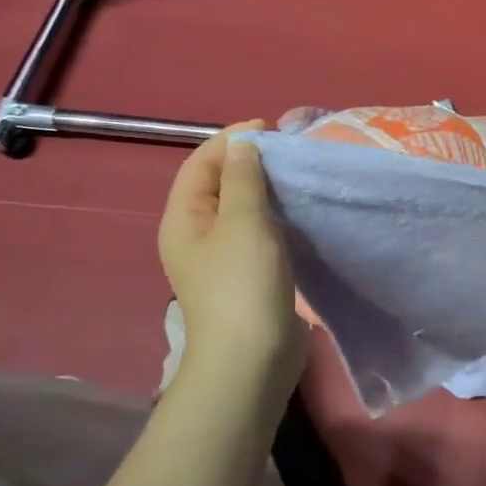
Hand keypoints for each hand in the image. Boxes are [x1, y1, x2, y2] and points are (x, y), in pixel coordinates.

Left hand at [158, 121, 307, 399]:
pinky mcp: (249, 275)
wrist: (252, 356)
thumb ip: (244, 180)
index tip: (273, 129)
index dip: (232, 140)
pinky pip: (260, 232)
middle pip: (219, 185)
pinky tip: (301, 214)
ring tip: (299, 176)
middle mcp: (197, 235)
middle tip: (290, 151)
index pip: (201, 164)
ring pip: (242, 209)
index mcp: (183, 219)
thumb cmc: (243, 284)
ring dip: (267, 189)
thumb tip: (243, 145)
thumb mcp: (244, 223)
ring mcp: (223, 258)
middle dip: (250, 162)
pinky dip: (278, 216)